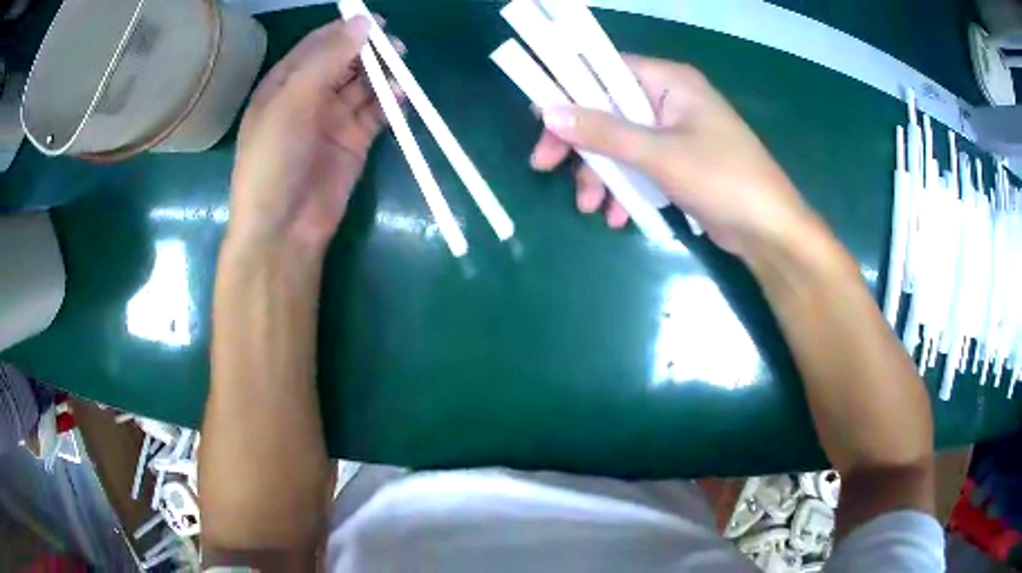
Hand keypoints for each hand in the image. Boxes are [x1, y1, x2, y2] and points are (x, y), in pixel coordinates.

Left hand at [227, 16, 398, 253]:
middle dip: (368, 51)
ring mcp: (331, 119)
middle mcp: (308, 97)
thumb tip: (364, 23)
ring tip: (402, 65)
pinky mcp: (353, 141)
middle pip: (343, 62)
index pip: (317, 46)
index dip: (344, 30)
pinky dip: (390, 102)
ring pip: (362, 85)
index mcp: (284, 85)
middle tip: (394, 45)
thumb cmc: (275, 160)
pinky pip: (375, 113)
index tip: (374, 20)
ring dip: (381, 74)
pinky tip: (402, 95)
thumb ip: (327, 60)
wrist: (284, 227)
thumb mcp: (292, 103)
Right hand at [531, 56, 817, 259]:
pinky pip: (639, 165)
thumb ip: (603, 131)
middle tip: (544, 167)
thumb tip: (547, 112)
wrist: (769, 232)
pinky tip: (619, 215)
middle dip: (580, 144)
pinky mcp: (679, 162)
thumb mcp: (658, 154)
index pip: (605, 70)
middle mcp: (670, 100)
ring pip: (620, 142)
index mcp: (669, 82)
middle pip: (607, 109)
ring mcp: (675, 132)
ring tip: (591, 208)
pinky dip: (625, 187)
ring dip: (601, 174)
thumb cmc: (722, 180)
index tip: (541, 120)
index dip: (569, 90)